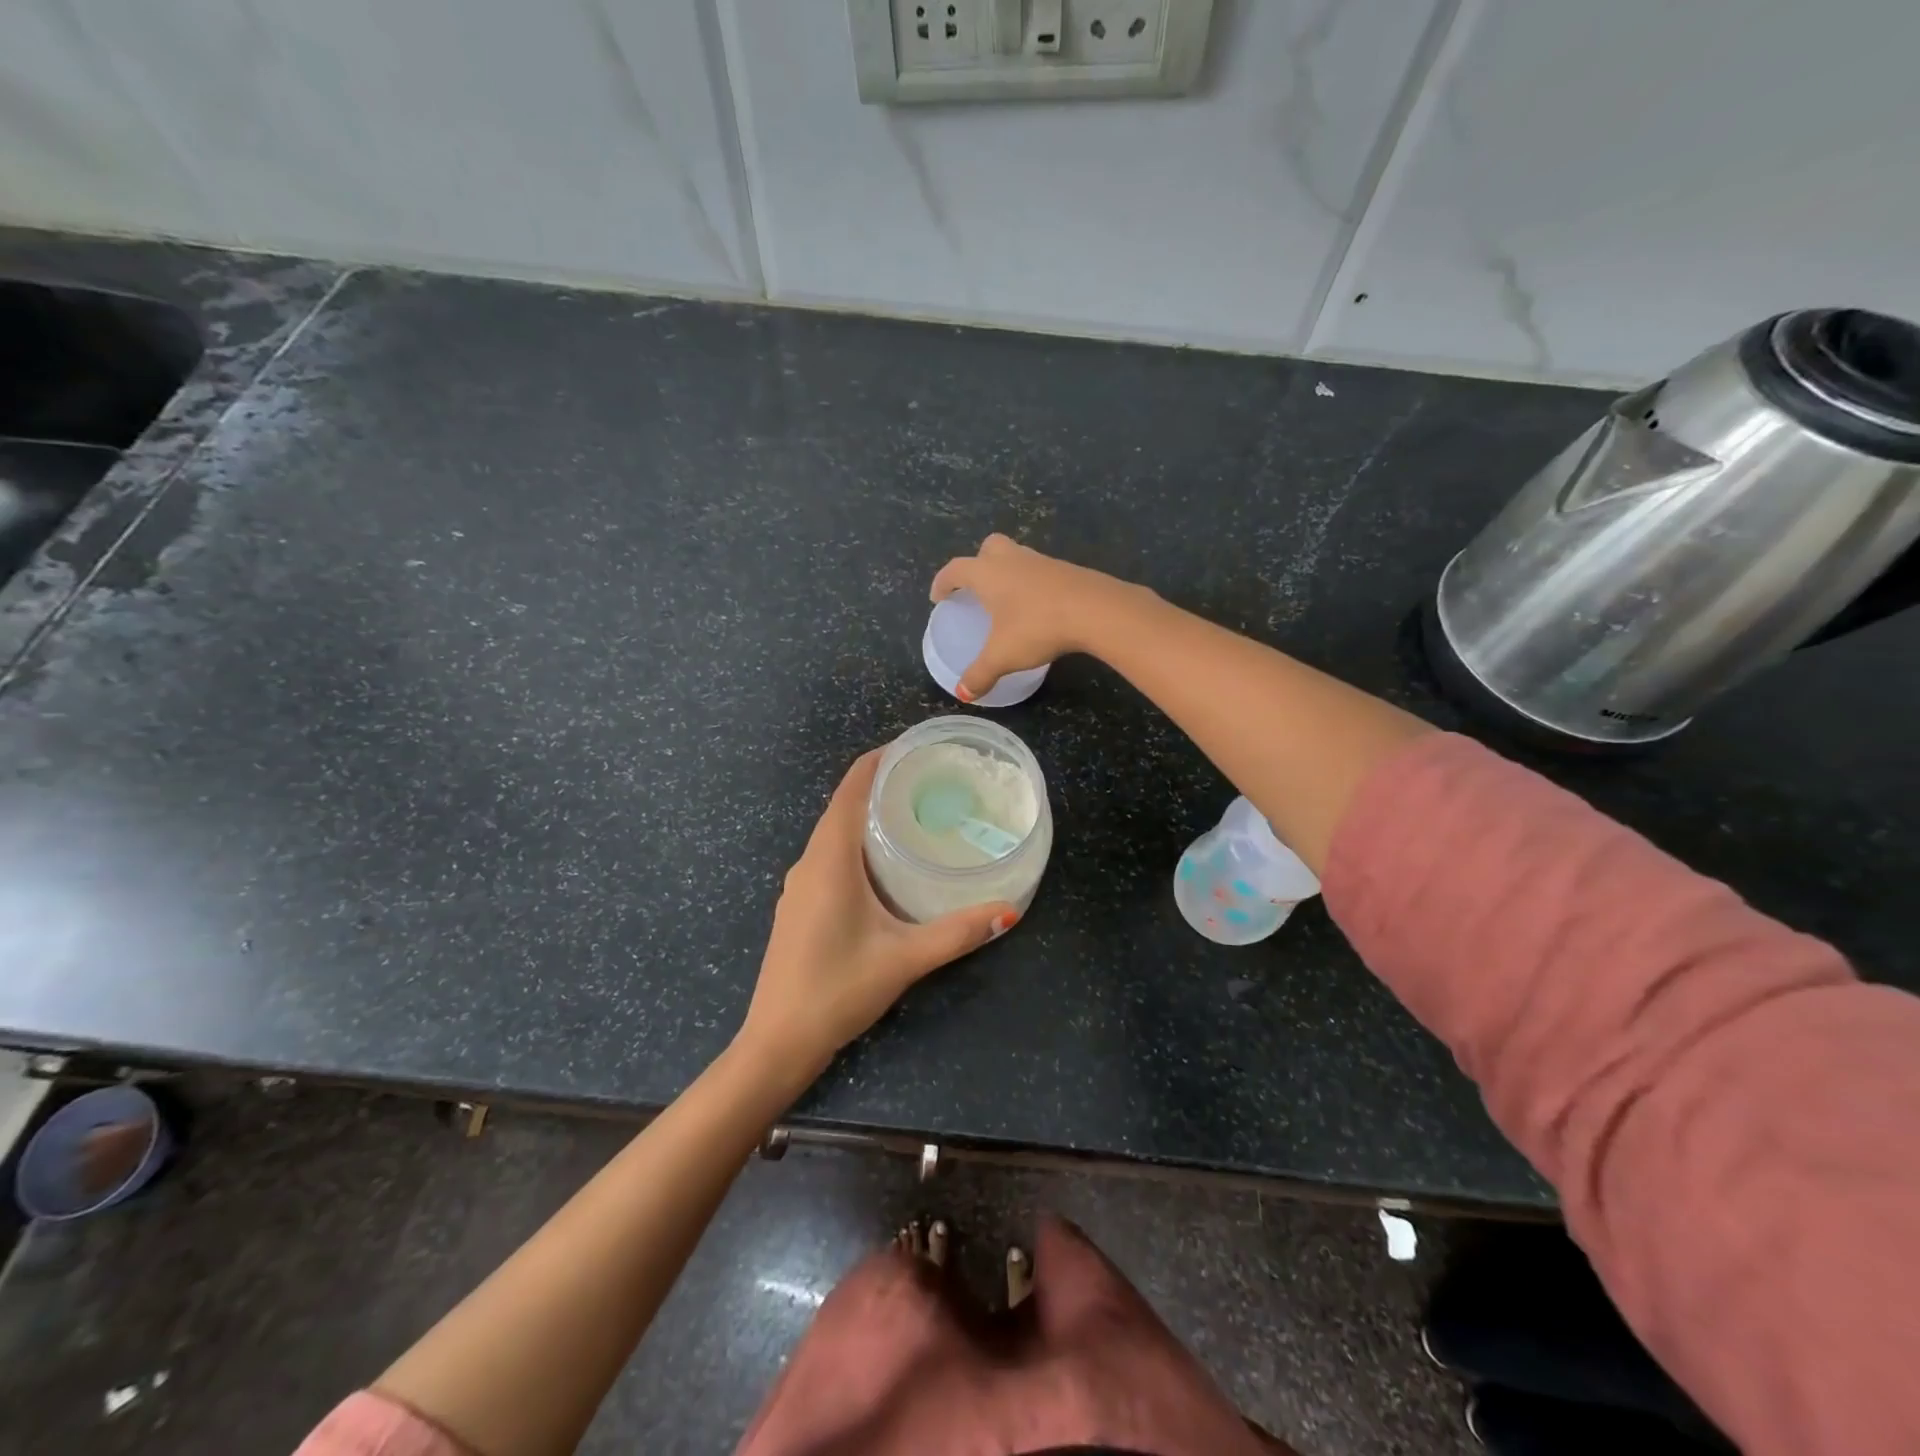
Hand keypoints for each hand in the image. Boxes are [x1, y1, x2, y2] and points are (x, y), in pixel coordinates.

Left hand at [737, 750, 1017, 1086]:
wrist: (777, 1040)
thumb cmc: (837, 990)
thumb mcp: (904, 959)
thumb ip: (957, 932)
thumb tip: (1008, 910)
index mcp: (829, 859)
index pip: (850, 788)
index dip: (878, 759)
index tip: (914, 747)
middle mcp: (809, 862)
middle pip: (843, 805)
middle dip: (881, 785)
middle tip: (930, 781)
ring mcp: (799, 885)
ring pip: (834, 833)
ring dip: (868, 816)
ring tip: (915, 813)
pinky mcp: (799, 905)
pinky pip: (829, 856)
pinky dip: (857, 843)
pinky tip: (886, 863)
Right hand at [929, 534, 1137, 700]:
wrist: (1095, 609)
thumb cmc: (1037, 627)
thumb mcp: (1003, 656)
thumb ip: (980, 674)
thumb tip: (962, 694)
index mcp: (988, 573)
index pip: (956, 570)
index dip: (943, 583)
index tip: (938, 598)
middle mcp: (1012, 560)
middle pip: (988, 548)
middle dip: (978, 563)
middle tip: (976, 588)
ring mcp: (1042, 561)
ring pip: (1017, 556)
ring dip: (1007, 571)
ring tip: (1006, 599)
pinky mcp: (1067, 570)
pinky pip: (1040, 571)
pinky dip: (1031, 583)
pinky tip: (1037, 606)